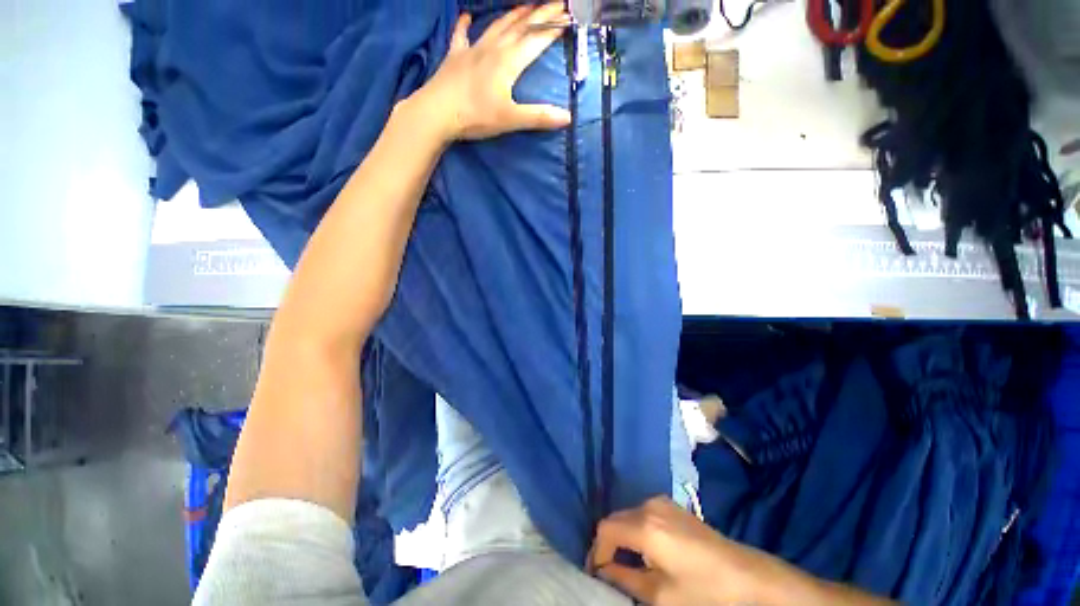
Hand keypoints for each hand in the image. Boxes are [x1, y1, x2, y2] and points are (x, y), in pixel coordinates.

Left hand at [409, 3, 572, 142]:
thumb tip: (568, 117)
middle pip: (520, 26)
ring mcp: (472, 50)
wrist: (436, 112)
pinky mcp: (455, 57)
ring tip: (525, 6)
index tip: (568, 16)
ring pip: (496, 26)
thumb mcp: (511, 119)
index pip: (536, 39)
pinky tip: (466, 15)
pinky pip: (461, 35)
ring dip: (513, 15)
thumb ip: (539, 117)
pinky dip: (464, 24)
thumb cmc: (475, 116)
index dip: (553, 28)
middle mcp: (493, 49)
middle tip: (555, 4)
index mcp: (508, 62)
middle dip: (540, 15)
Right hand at [590, 497, 773, 604]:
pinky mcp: (673, 506)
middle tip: (607, 571)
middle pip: (616, 519)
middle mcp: (650, 505)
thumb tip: (603, 571)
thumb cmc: (704, 591)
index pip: (606, 529)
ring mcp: (663, 502)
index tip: (596, 574)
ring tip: (626, 564)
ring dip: (623, 537)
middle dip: (608, 544)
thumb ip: (625, 578)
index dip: (597, 551)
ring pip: (629, 516)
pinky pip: (643, 514)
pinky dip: (636, 531)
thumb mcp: (661, 595)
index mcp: (645, 525)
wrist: (748, 577)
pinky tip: (646, 551)